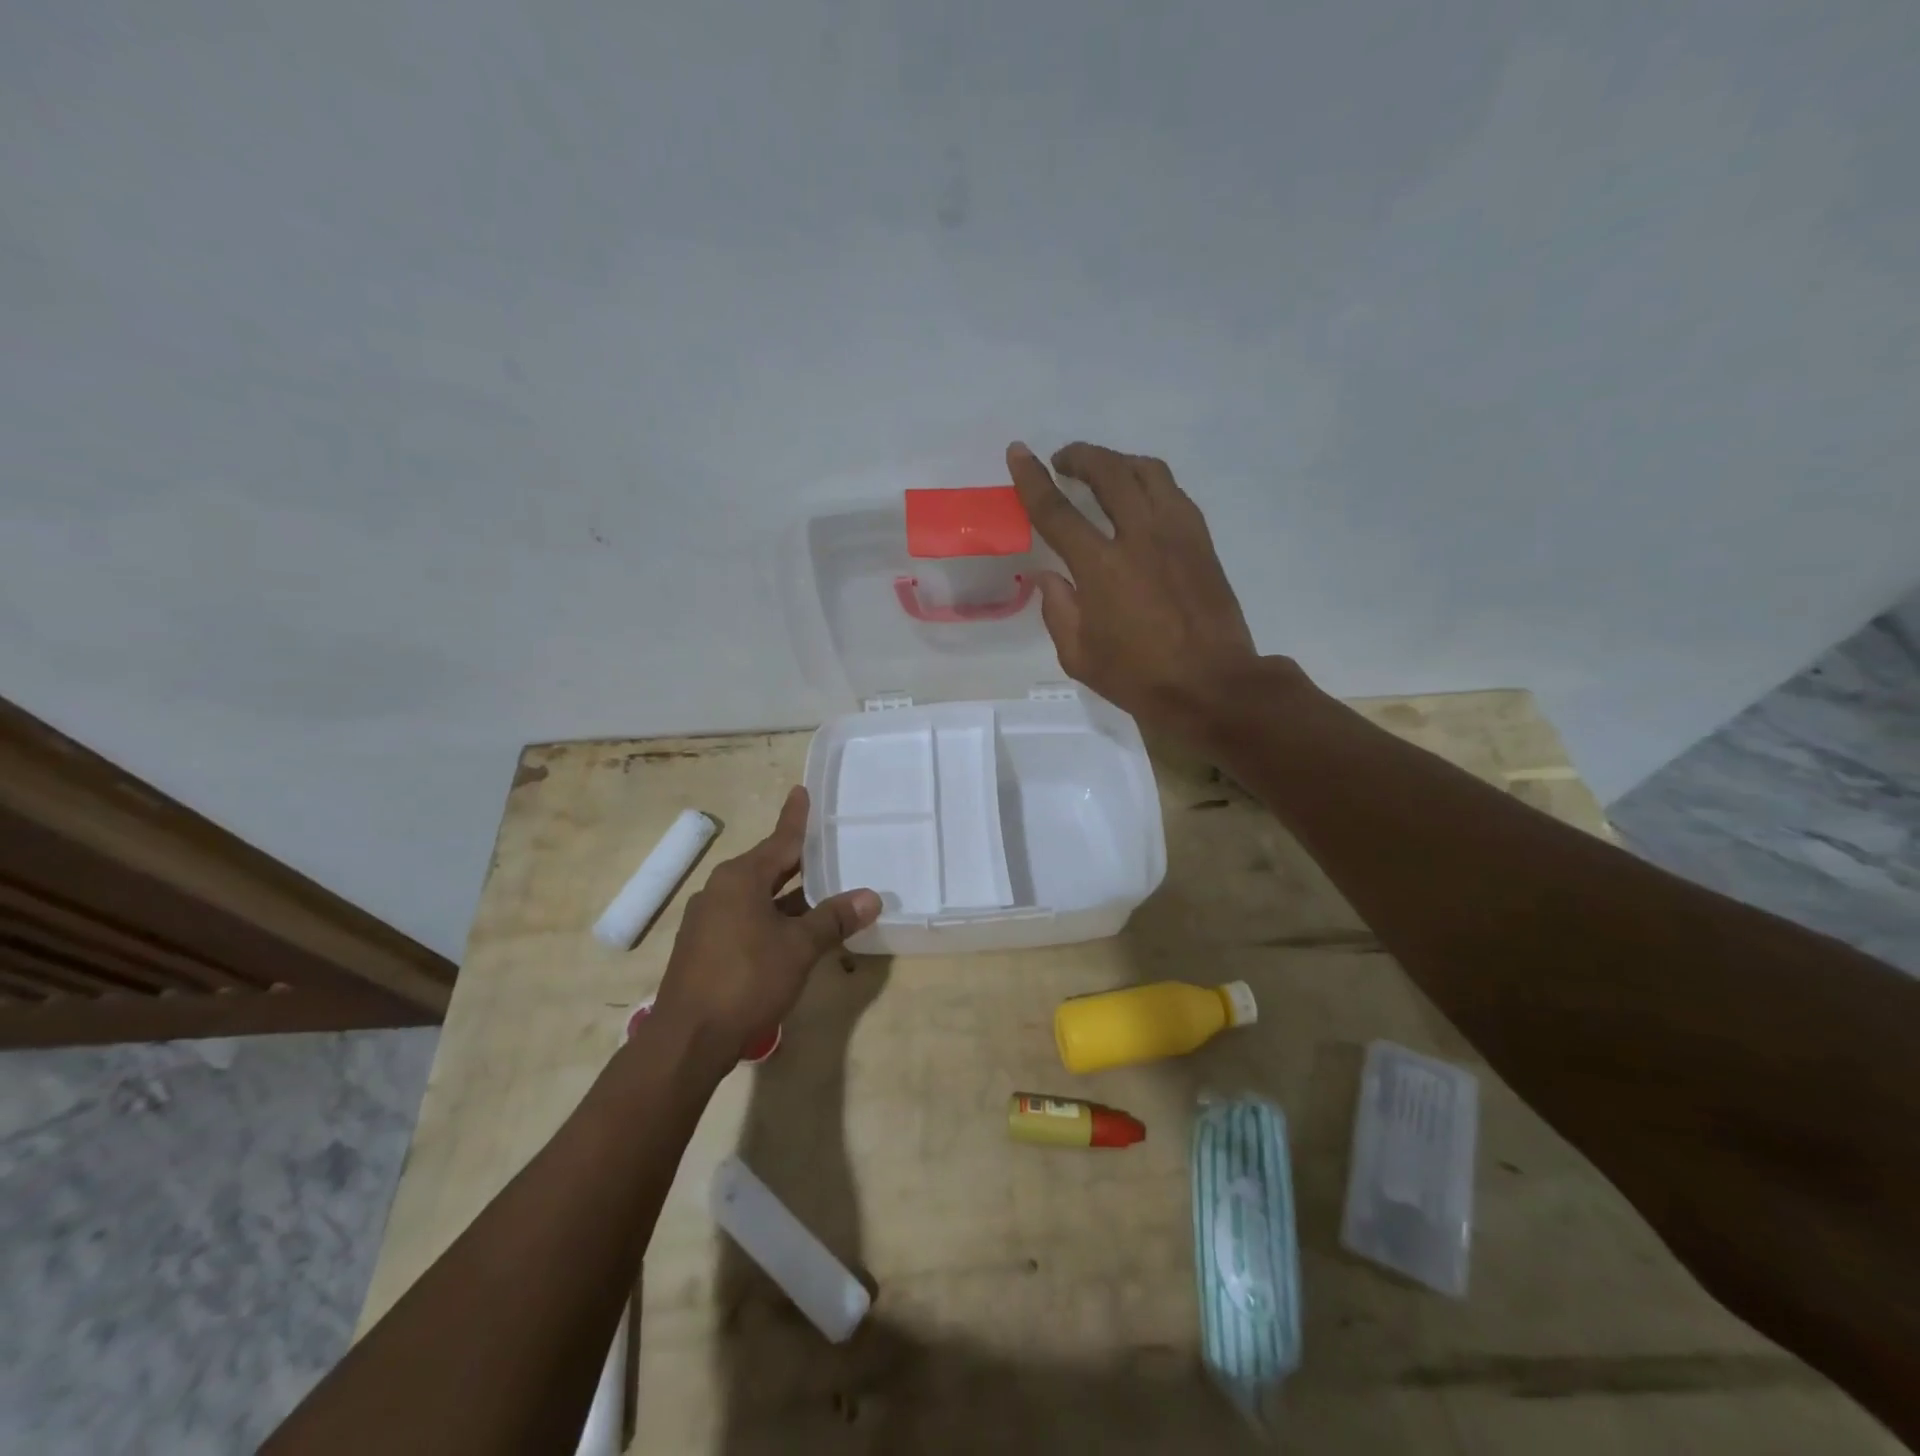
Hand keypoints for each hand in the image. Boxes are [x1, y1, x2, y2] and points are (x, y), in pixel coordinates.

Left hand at [651, 787, 879, 1058]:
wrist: (688, 1039)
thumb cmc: (746, 980)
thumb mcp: (799, 947)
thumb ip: (834, 919)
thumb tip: (871, 896)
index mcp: (740, 878)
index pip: (779, 840)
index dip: (795, 818)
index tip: (801, 792)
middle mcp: (720, 891)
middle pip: (767, 866)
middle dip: (797, 859)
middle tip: (826, 843)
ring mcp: (708, 920)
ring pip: (757, 896)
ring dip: (788, 894)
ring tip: (821, 889)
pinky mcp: (704, 948)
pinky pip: (746, 918)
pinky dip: (772, 916)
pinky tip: (793, 931)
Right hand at [1007, 441, 1266, 742]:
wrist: (1212, 686)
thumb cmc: (1139, 678)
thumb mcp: (1079, 656)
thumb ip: (1058, 611)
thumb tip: (1048, 577)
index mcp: (1101, 568)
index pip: (1057, 511)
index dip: (1033, 478)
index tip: (1019, 452)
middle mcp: (1140, 537)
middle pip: (1109, 472)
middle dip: (1081, 456)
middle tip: (1063, 461)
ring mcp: (1178, 534)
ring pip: (1148, 472)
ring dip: (1119, 462)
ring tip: (1104, 471)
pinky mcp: (1202, 541)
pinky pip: (1173, 492)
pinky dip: (1149, 483)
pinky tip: (1141, 498)